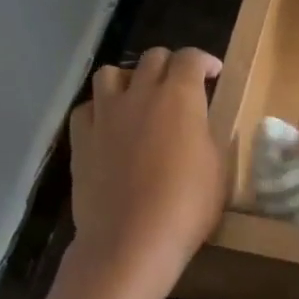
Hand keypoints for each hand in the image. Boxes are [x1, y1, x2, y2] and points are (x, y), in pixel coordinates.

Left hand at [67, 48, 225, 289]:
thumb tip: (198, 124)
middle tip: (181, 87)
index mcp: (179, 96)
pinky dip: (100, 109)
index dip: (204, 60)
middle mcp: (140, 94)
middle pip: (152, 58)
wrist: (131, 240)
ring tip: (139, 98)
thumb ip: (206, 134)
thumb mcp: (217, 167)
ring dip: (129, 78)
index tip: (213, 74)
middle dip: (170, 65)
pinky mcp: (81, 139)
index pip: (191, 58)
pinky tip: (110, 126)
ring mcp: (106, 114)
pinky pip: (87, 108)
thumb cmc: (186, 205)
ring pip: (111, 73)